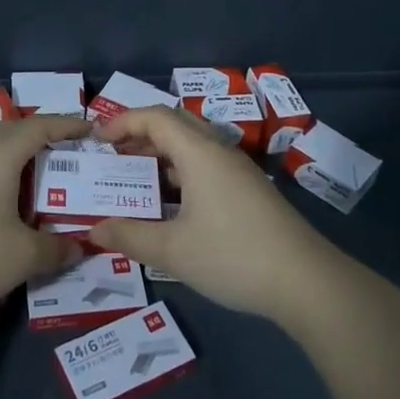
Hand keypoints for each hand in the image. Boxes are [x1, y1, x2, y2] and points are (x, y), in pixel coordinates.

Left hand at [0, 113, 88, 323]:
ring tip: (40, 179)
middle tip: (69, 155)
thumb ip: (57, 248)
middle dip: (44, 136)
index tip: (92, 130)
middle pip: (15, 130)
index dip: (69, 125)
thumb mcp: (23, 257)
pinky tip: (4, 203)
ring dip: (18, 156)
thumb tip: (79, 246)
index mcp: (0, 153)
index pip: (42, 126)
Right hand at [87, 107, 339, 321]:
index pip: (155, 117)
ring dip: (162, 154)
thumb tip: (93, 230)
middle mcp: (219, 151)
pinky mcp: (250, 190)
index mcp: (199, 153)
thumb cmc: (233, 256)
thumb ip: (130, 236)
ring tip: (136, 179)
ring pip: (193, 146)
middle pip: (175, 124)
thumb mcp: (174, 250)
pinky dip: (181, 172)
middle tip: (113, 156)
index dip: (123, 121)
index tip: (97, 139)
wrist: (306, 281)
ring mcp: (238, 170)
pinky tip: (172, 205)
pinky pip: (206, 165)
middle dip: (140, 134)